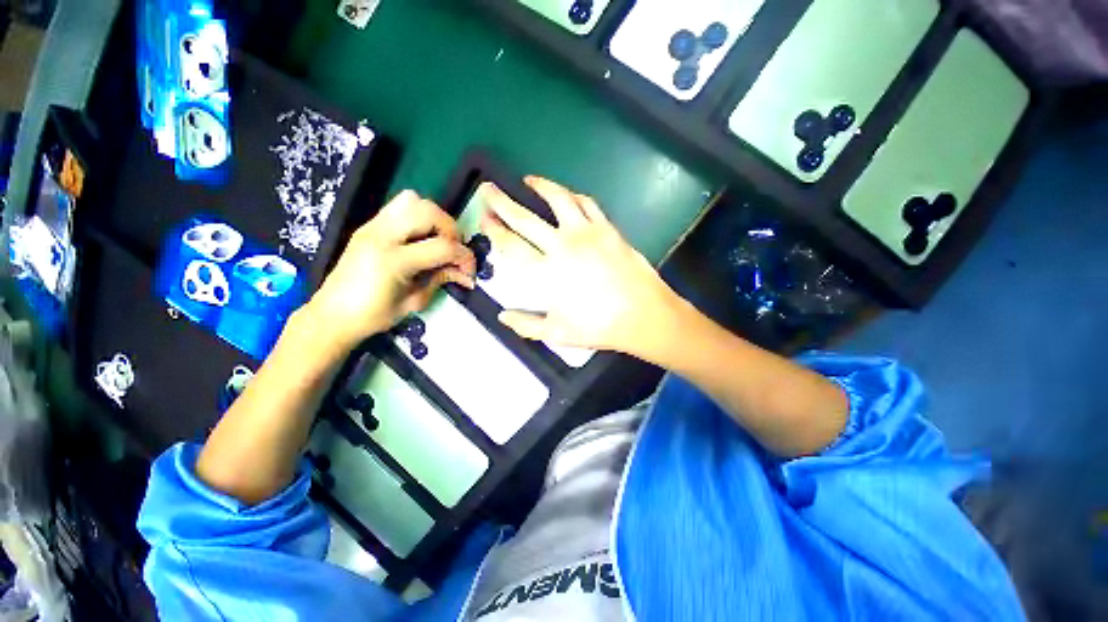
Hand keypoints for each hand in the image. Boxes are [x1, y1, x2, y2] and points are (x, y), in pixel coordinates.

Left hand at [304, 191, 475, 348]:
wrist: (332, 315)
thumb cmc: (374, 316)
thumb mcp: (415, 302)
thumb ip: (441, 279)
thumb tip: (465, 274)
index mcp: (393, 260)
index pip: (442, 247)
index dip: (465, 258)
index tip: (470, 272)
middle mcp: (382, 235)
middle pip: (429, 211)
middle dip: (451, 230)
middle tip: (453, 251)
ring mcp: (372, 226)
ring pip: (412, 200)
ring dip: (434, 218)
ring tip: (437, 240)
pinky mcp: (368, 225)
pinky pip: (399, 207)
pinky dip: (418, 217)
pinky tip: (420, 239)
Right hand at [481, 177, 682, 356]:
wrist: (643, 315)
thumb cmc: (599, 326)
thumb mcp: (557, 332)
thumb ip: (526, 325)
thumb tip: (503, 316)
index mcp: (547, 273)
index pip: (512, 246)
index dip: (494, 230)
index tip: (483, 218)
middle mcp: (563, 246)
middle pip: (526, 218)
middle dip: (502, 202)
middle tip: (489, 190)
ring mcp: (587, 233)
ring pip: (559, 199)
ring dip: (541, 186)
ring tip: (529, 180)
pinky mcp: (607, 229)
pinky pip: (588, 204)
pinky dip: (573, 195)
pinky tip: (567, 195)